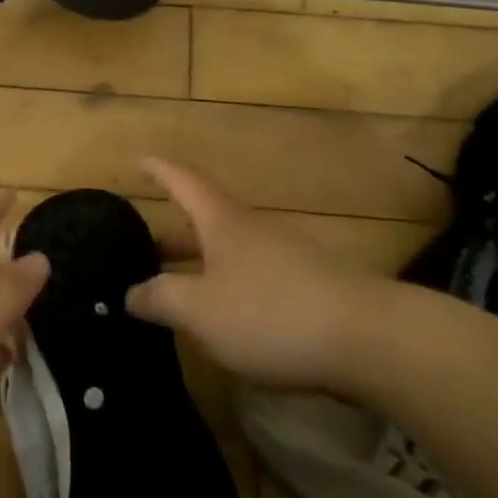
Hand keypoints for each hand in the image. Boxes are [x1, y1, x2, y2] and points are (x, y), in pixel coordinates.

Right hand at [126, 157, 391, 393]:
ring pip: (229, 251)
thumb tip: (131, 292)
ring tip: (176, 291)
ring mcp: (283, 257)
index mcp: (222, 221)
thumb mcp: (201, 310)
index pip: (184, 182)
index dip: (159, 170)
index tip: (139, 159)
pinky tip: (223, 319)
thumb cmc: (270, 312)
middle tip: (143, 251)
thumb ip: (161, 299)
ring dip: (200, 264)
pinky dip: (227, 287)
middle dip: (172, 235)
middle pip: (204, 220)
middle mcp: (252, 230)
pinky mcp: (307, 288)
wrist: (366, 338)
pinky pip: (253, 278)